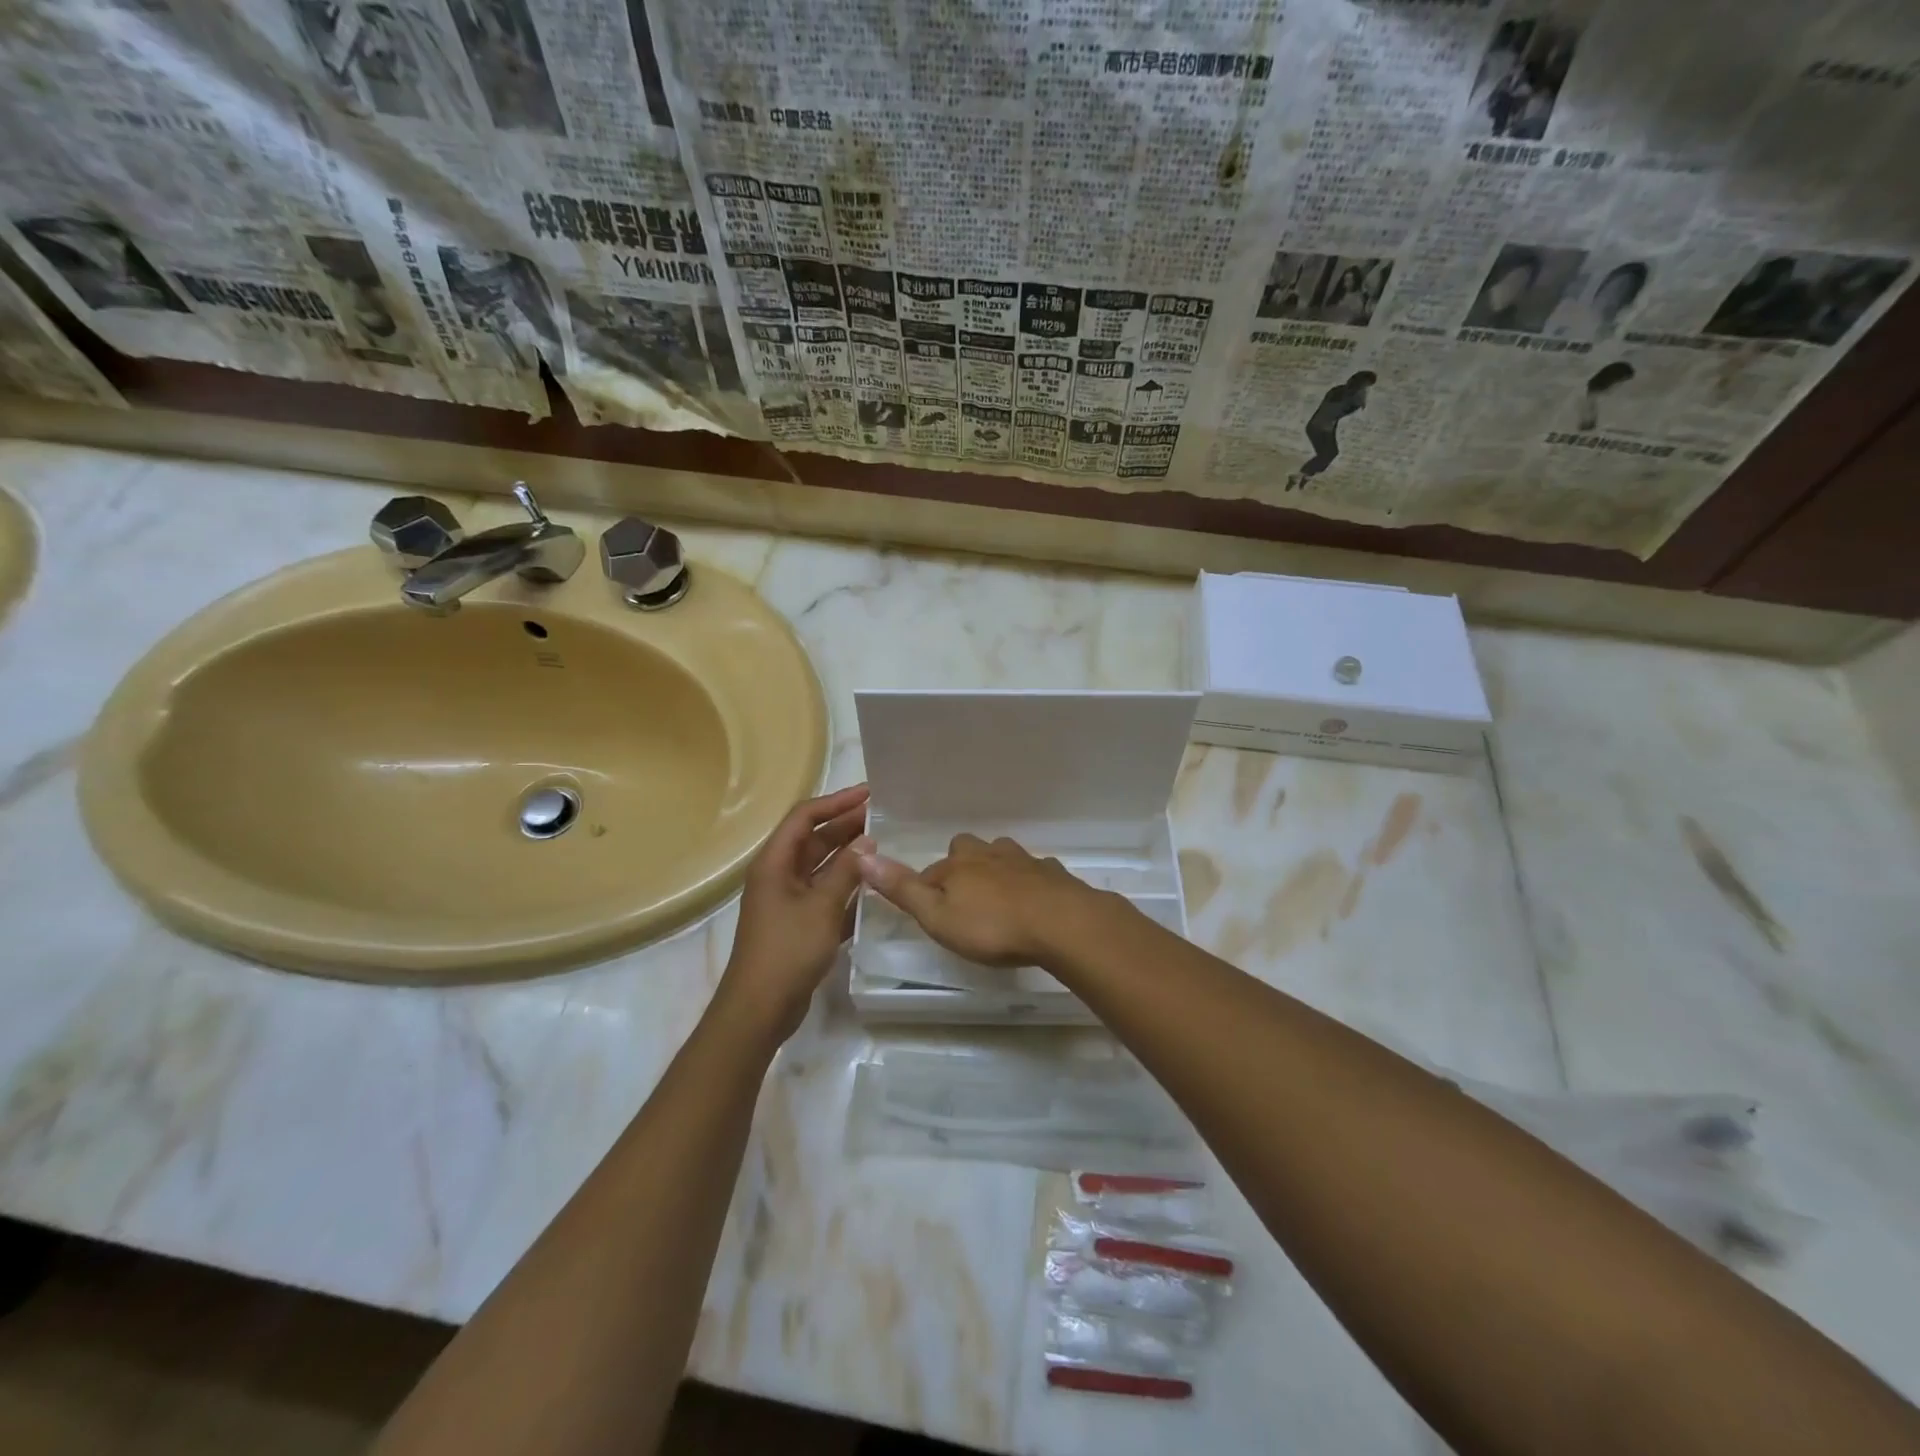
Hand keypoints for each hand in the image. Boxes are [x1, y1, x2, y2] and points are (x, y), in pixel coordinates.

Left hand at [715, 784, 869, 1049]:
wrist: (760, 1008)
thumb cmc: (788, 950)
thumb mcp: (822, 907)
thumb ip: (846, 871)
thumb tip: (868, 841)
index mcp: (775, 862)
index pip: (805, 817)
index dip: (836, 802)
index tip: (869, 794)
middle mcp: (779, 874)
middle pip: (814, 839)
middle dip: (846, 826)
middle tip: (884, 817)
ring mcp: (788, 899)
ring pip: (822, 866)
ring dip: (849, 855)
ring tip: (884, 844)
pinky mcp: (799, 922)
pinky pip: (825, 892)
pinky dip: (846, 885)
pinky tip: (874, 885)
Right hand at [853, 833, 1114, 967]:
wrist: (1060, 923)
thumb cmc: (992, 926)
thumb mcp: (938, 916)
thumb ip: (902, 889)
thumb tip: (863, 856)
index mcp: (957, 865)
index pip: (930, 872)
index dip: (926, 889)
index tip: (928, 911)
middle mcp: (988, 854)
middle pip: (967, 850)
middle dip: (962, 867)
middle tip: (964, 898)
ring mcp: (1023, 860)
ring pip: (1002, 855)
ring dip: (996, 870)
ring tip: (997, 898)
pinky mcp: (1051, 873)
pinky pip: (1035, 871)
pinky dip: (1030, 881)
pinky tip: (1034, 901)